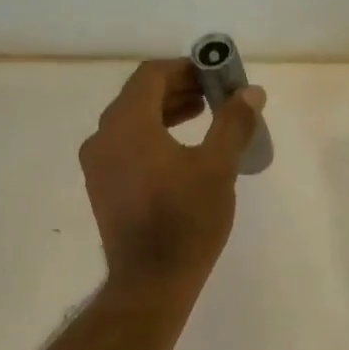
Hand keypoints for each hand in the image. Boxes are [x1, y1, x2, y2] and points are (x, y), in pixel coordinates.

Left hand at [80, 60, 265, 293]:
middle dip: (178, 89)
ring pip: (130, 121)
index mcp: (127, 123)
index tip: (214, 75)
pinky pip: (125, 145)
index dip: (185, 68)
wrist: (151, 281)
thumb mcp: (217, 167)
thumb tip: (251, 93)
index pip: (151, 75)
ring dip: (165, 112)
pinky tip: (180, 151)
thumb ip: (233, 123)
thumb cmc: (186, 220)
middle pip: (139, 96)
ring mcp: (97, 164)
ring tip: (202, 116)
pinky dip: (151, 136)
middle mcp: (103, 137)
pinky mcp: (101, 187)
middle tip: (214, 94)